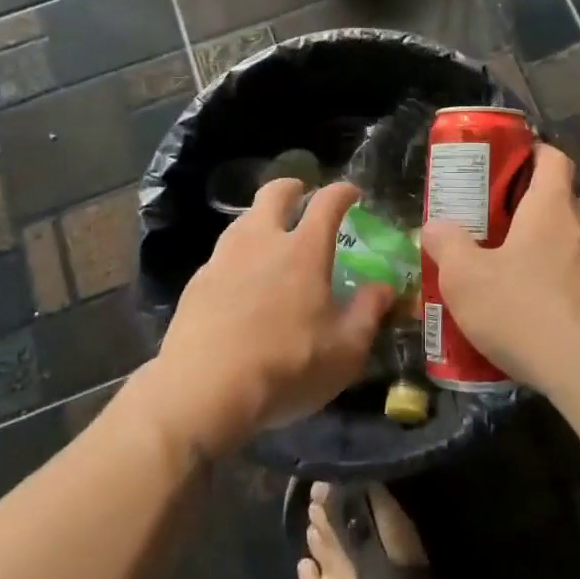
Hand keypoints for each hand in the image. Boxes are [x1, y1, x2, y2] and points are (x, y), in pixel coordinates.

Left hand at [147, 179, 393, 456]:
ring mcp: (223, 259)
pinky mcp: (196, 283)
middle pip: (273, 194)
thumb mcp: (345, 350)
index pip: (327, 202)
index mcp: (303, 250)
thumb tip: (383, 288)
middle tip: (301, 195)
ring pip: (243, 220)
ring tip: (271, 239)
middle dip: (291, 188)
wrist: (203, 391)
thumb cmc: (286, 366)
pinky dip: (237, 257)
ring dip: (260, 219)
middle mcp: (262, 241)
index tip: (353, 193)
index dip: (343, 192)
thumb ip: (368, 313)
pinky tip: (240, 282)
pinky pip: (222, 256)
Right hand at [420, 144, 579, 390]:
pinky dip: (554, 286)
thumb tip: (434, 227)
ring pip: (567, 243)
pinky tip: (527, 314)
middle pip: (558, 201)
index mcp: (551, 207)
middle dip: (525, 208)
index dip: (531, 153)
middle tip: (489, 224)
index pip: (553, 158)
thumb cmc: (524, 309)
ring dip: (539, 250)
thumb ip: (446, 246)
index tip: (505, 164)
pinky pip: (576, 281)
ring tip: (503, 272)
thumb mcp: (466, 278)